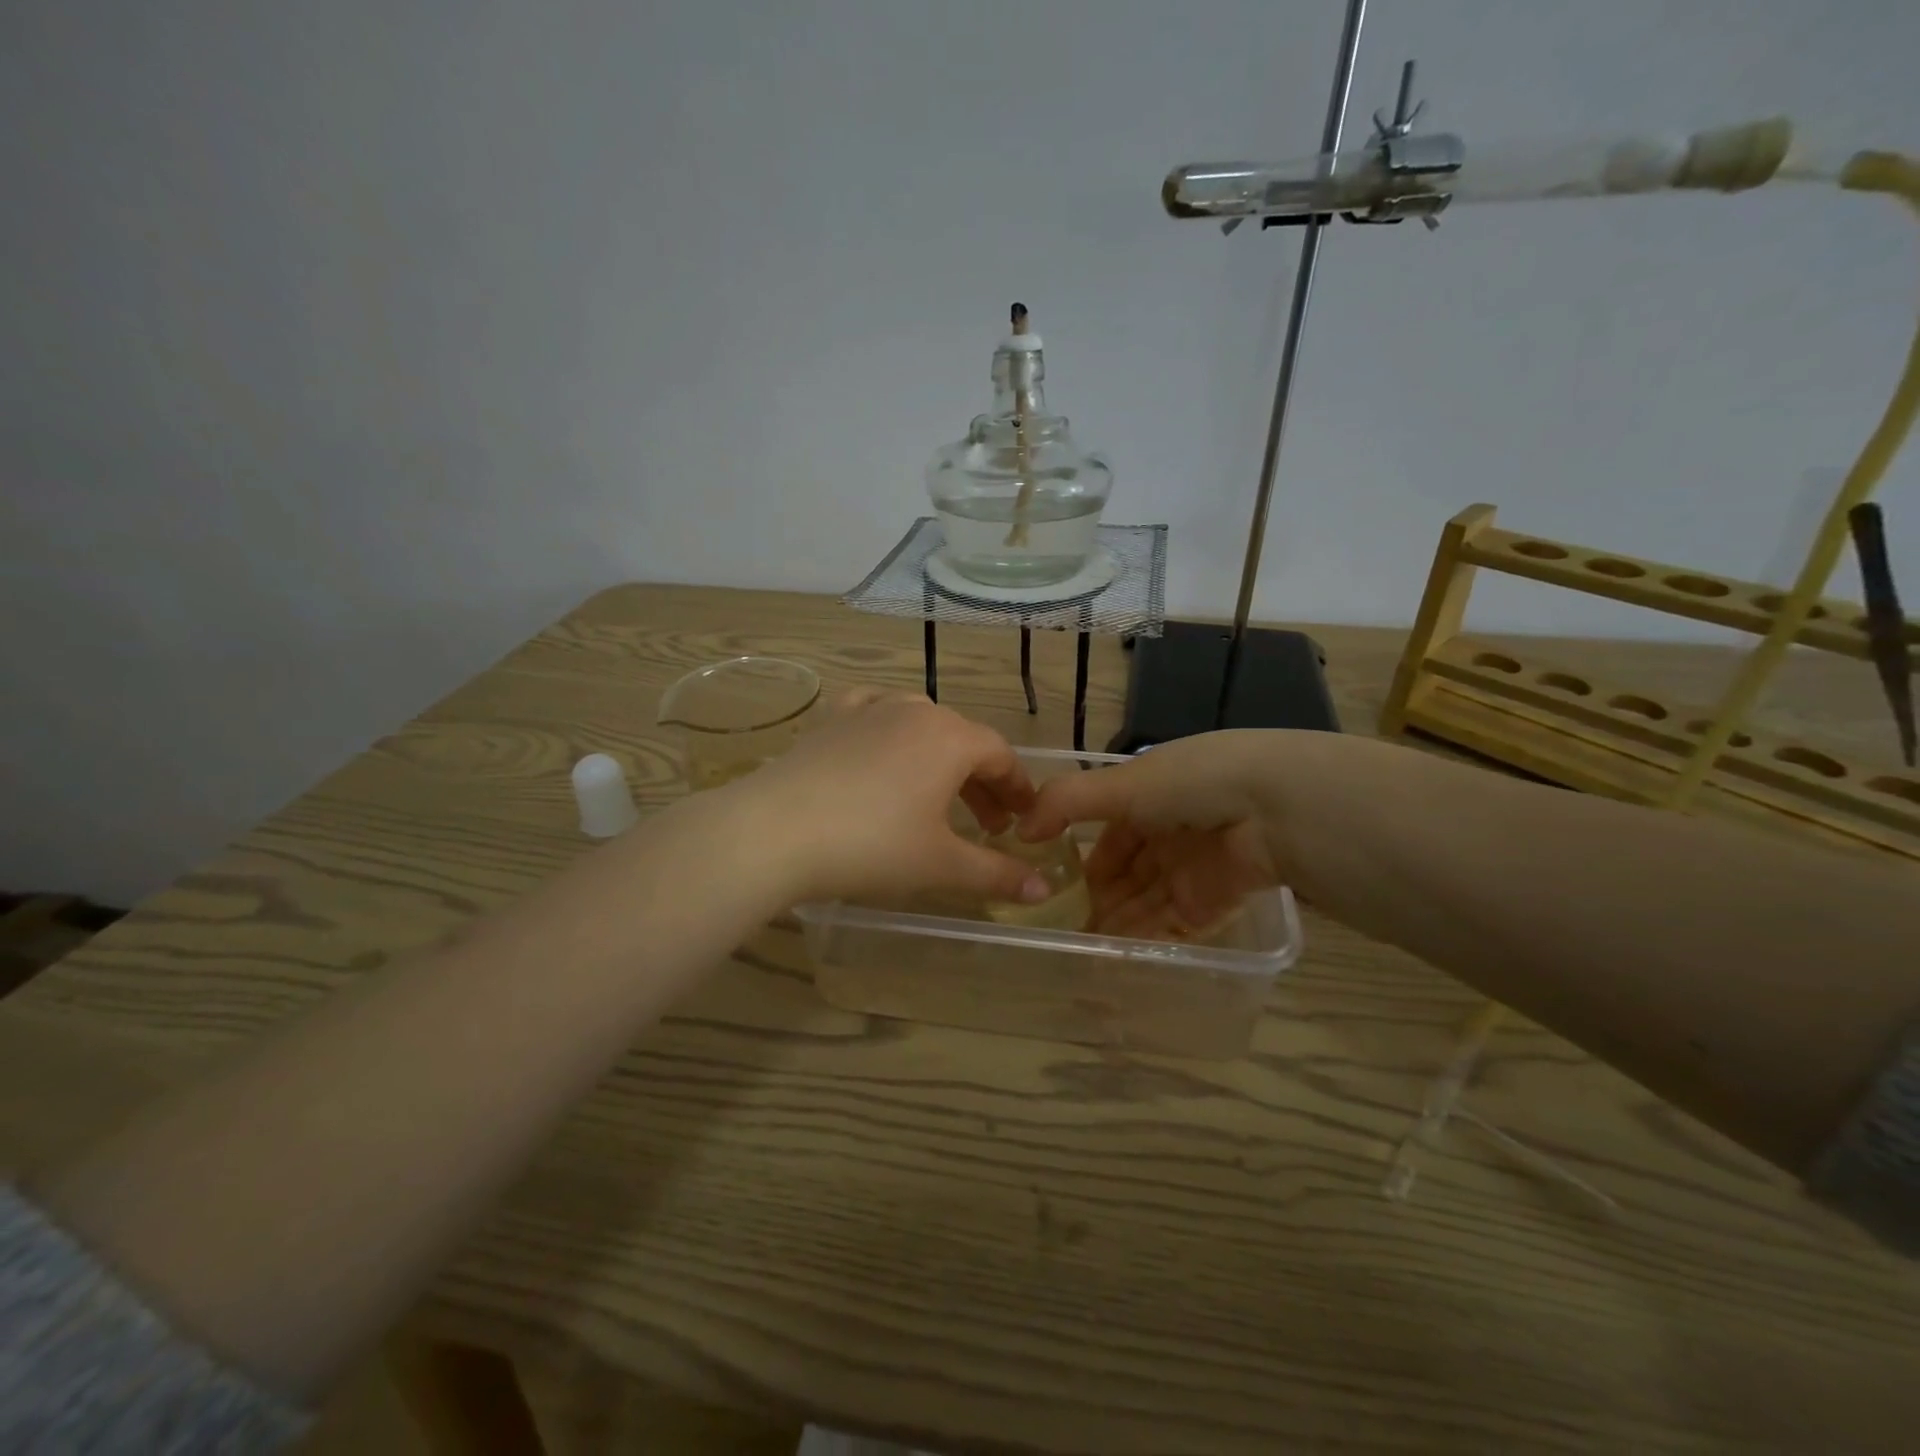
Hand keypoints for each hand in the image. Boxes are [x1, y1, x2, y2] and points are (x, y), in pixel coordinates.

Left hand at [728, 691, 1053, 905]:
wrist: (774, 831)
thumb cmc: (872, 845)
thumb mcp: (940, 864)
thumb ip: (996, 874)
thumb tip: (1043, 891)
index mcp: (951, 738)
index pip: (1002, 756)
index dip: (1018, 788)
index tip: (1023, 818)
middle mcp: (915, 710)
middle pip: (964, 740)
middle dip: (982, 782)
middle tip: (988, 824)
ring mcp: (869, 708)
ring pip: (921, 724)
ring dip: (940, 758)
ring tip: (938, 793)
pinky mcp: (832, 718)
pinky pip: (874, 711)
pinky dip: (889, 729)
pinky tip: (883, 745)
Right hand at [1019, 731, 1307, 937]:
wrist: (1274, 810)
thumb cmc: (1189, 784)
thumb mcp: (1120, 783)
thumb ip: (1065, 802)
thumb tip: (1020, 828)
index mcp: (1152, 798)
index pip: (1111, 836)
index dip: (1083, 860)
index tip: (1051, 884)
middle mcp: (1172, 835)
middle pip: (1127, 875)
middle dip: (1096, 900)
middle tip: (1059, 928)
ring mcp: (1194, 872)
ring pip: (1144, 904)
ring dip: (1114, 926)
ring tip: (1078, 952)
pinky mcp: (1214, 905)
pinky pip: (1171, 928)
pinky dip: (1143, 942)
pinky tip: (1112, 960)